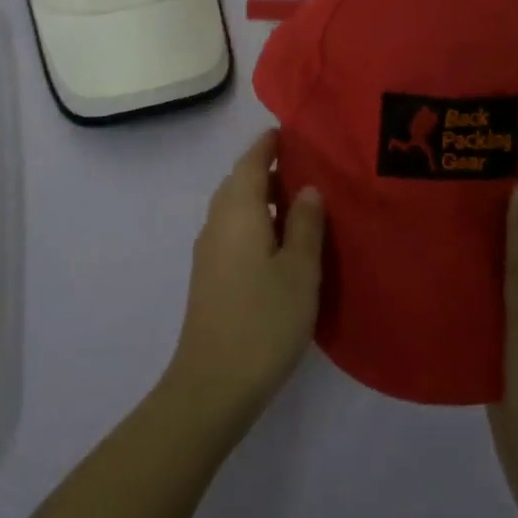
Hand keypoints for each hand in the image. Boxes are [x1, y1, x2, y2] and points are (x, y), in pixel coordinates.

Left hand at [163, 129, 325, 437]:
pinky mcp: (209, 274)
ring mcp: (209, 249)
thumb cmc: (263, 321)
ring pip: (235, 207)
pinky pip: (232, 229)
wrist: (213, 384)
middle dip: (267, 169)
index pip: (251, 161)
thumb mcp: (299, 271)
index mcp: (238, 211)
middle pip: (240, 181)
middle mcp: (217, 221)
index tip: (291, 133)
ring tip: (299, 203)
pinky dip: (254, 220)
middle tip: (306, 168)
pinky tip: (278, 242)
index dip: (269, 144)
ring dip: (261, 197)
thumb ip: (305, 225)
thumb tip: (308, 188)